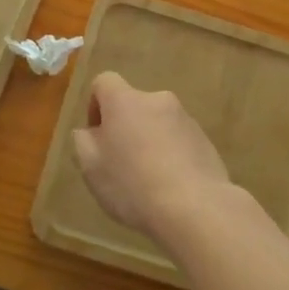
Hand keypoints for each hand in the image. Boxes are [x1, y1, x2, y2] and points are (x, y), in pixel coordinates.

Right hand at [71, 72, 237, 246]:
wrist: (195, 208)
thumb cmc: (132, 184)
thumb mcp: (90, 166)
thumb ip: (83, 141)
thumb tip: (91, 131)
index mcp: (125, 101)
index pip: (104, 82)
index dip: (95, 105)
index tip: (97, 136)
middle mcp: (157, 100)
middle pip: (133, 105)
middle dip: (124, 128)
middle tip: (120, 163)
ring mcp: (185, 119)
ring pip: (157, 124)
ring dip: (149, 141)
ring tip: (148, 180)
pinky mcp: (205, 140)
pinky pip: (179, 141)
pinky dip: (171, 155)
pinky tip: (170, 187)